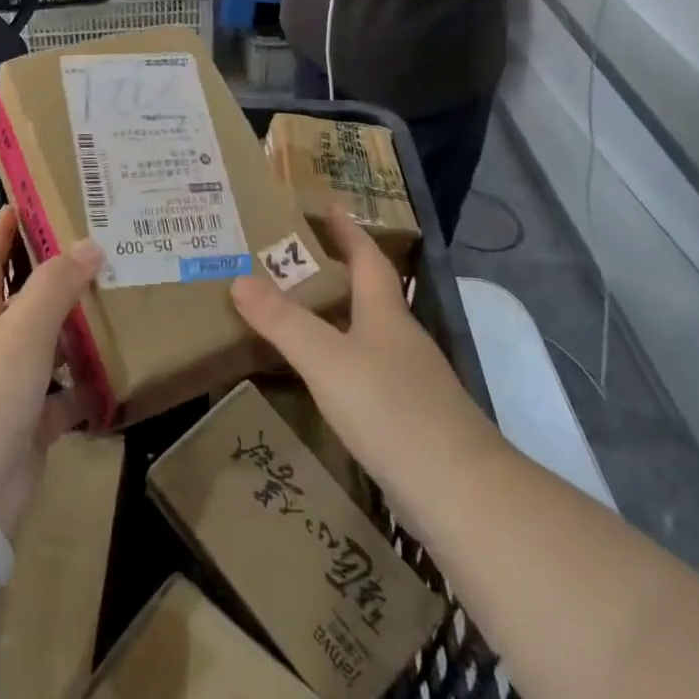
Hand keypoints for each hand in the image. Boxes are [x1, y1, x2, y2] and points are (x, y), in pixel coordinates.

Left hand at [0, 206, 100, 533]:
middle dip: (52, 277)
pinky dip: (87, 388)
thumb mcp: (22, 329)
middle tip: (95, 250)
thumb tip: (90, 244)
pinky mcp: (30, 426)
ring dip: (77, 332)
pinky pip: (65, 399)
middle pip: (23, 303)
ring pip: (49, 349)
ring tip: (118, 304)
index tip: (20, 203)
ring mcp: (10, 389)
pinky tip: (118, 373)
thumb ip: (55, 285)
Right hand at [230, 210, 499, 512]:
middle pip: (370, 293)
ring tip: (299, 311)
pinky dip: (343, 358)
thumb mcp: (327, 360)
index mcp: (385, 314)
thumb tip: (239, 278)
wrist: (460, 492)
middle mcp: (400, 339)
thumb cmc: (391, 410)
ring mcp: (410, 379)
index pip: (367, 258)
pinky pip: (368, 369)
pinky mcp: (410, 416)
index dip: (348, 231)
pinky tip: (325, 376)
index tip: (329, 206)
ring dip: (339, 315)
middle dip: (337, 270)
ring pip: (369, 332)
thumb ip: (283, 321)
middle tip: (294, 257)